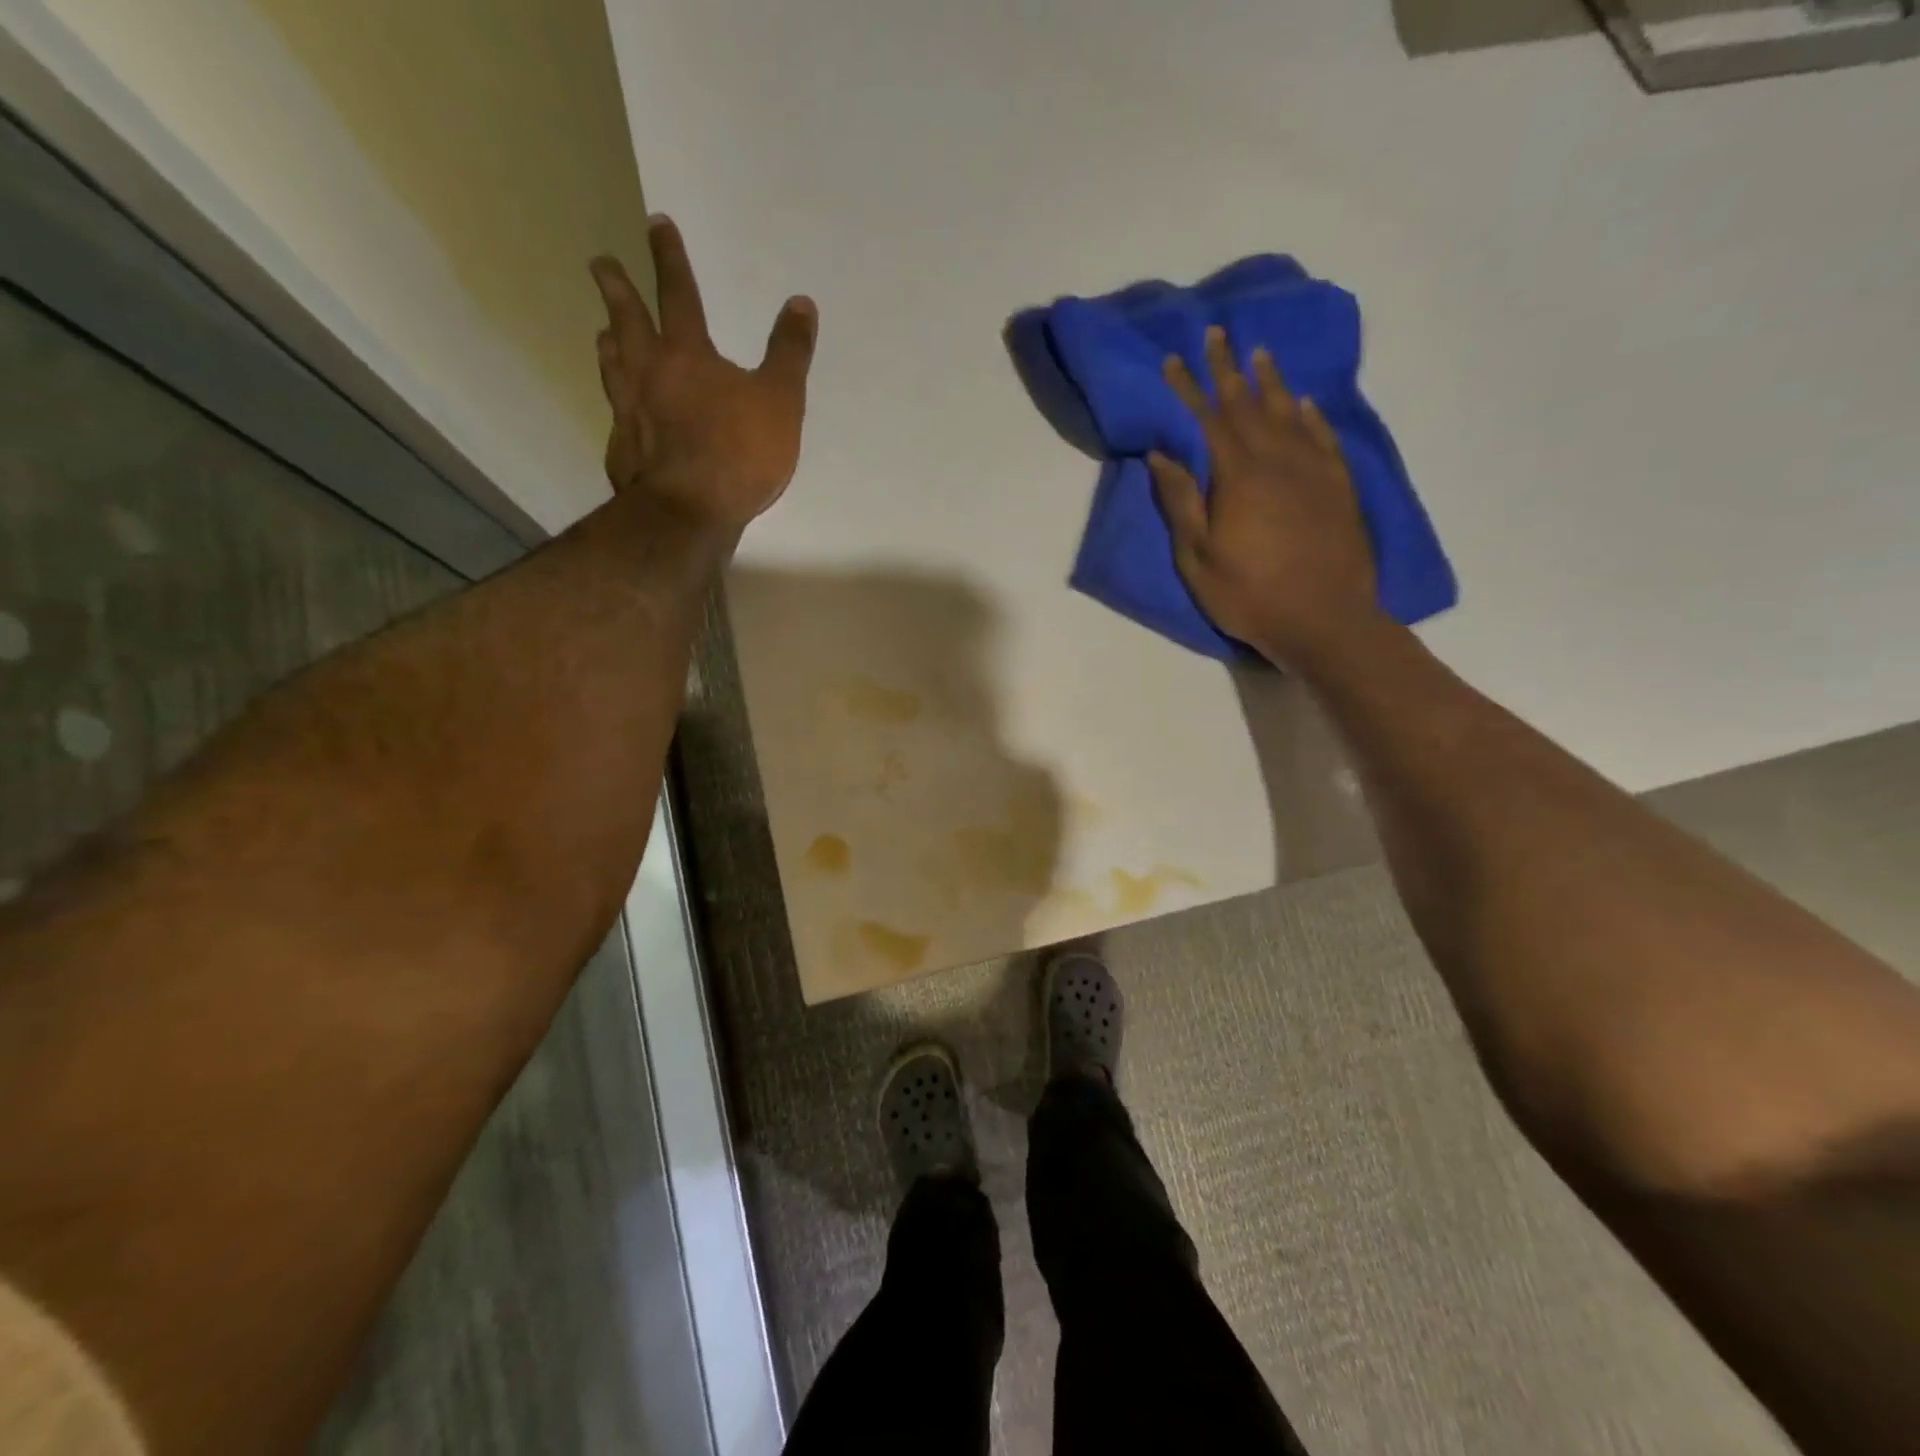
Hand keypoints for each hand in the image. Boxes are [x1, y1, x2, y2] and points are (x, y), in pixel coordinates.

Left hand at [590, 217, 817, 533]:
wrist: (691, 510)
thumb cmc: (740, 451)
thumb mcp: (781, 400)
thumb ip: (790, 353)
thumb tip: (801, 303)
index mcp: (687, 354)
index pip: (678, 294)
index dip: (669, 258)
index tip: (656, 224)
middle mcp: (648, 373)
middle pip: (627, 320)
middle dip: (616, 288)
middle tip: (600, 263)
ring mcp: (629, 411)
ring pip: (612, 364)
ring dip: (608, 341)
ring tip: (603, 332)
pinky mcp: (622, 448)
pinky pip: (615, 413)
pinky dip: (616, 401)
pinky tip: (618, 409)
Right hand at [1149, 327, 1380, 666]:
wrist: (1324, 619)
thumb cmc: (1249, 594)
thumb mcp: (1198, 556)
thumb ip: (1181, 501)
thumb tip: (1162, 454)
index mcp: (1238, 476)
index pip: (1207, 419)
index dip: (1189, 387)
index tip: (1174, 359)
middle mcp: (1277, 460)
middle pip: (1248, 405)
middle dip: (1228, 369)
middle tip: (1217, 335)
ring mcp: (1313, 470)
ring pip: (1289, 413)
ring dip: (1271, 382)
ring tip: (1259, 354)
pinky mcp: (1338, 487)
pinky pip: (1323, 437)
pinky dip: (1311, 415)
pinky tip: (1305, 403)